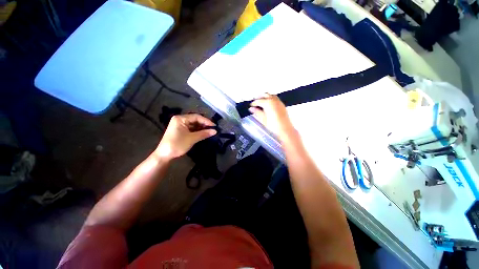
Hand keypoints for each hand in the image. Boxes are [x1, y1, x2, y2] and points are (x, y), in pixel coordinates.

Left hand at [155, 114, 216, 159]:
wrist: (164, 155)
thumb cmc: (177, 144)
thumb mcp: (192, 138)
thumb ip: (204, 133)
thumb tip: (215, 131)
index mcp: (180, 118)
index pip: (196, 117)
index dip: (206, 121)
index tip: (214, 126)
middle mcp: (180, 120)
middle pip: (195, 120)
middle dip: (204, 124)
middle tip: (213, 129)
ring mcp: (180, 125)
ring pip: (194, 124)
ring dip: (201, 128)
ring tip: (210, 131)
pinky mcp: (180, 131)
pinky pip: (191, 128)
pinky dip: (197, 131)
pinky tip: (203, 133)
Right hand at [248, 94, 295, 140]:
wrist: (285, 130)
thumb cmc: (274, 125)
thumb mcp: (263, 119)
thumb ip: (257, 112)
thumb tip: (251, 109)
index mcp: (268, 103)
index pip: (258, 101)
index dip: (253, 103)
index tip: (251, 106)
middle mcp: (274, 100)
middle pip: (265, 95)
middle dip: (259, 98)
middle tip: (255, 103)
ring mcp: (279, 102)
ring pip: (270, 95)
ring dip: (265, 97)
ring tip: (261, 103)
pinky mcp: (282, 105)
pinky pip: (275, 98)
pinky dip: (270, 99)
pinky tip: (268, 105)